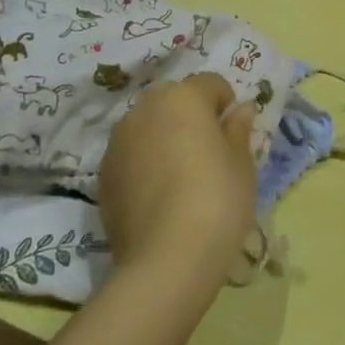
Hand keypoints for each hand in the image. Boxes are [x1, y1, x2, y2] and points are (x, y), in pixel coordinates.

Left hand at [98, 73, 254, 290]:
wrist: (166, 261)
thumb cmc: (217, 200)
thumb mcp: (242, 164)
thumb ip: (238, 130)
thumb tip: (240, 110)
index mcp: (184, 97)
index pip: (211, 84)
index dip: (226, 106)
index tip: (233, 136)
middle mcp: (146, 108)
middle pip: (175, 100)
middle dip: (191, 116)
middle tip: (208, 153)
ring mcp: (119, 141)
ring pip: (149, 125)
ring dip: (165, 137)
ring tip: (180, 176)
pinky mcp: (103, 173)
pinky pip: (132, 154)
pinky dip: (145, 163)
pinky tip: (159, 195)